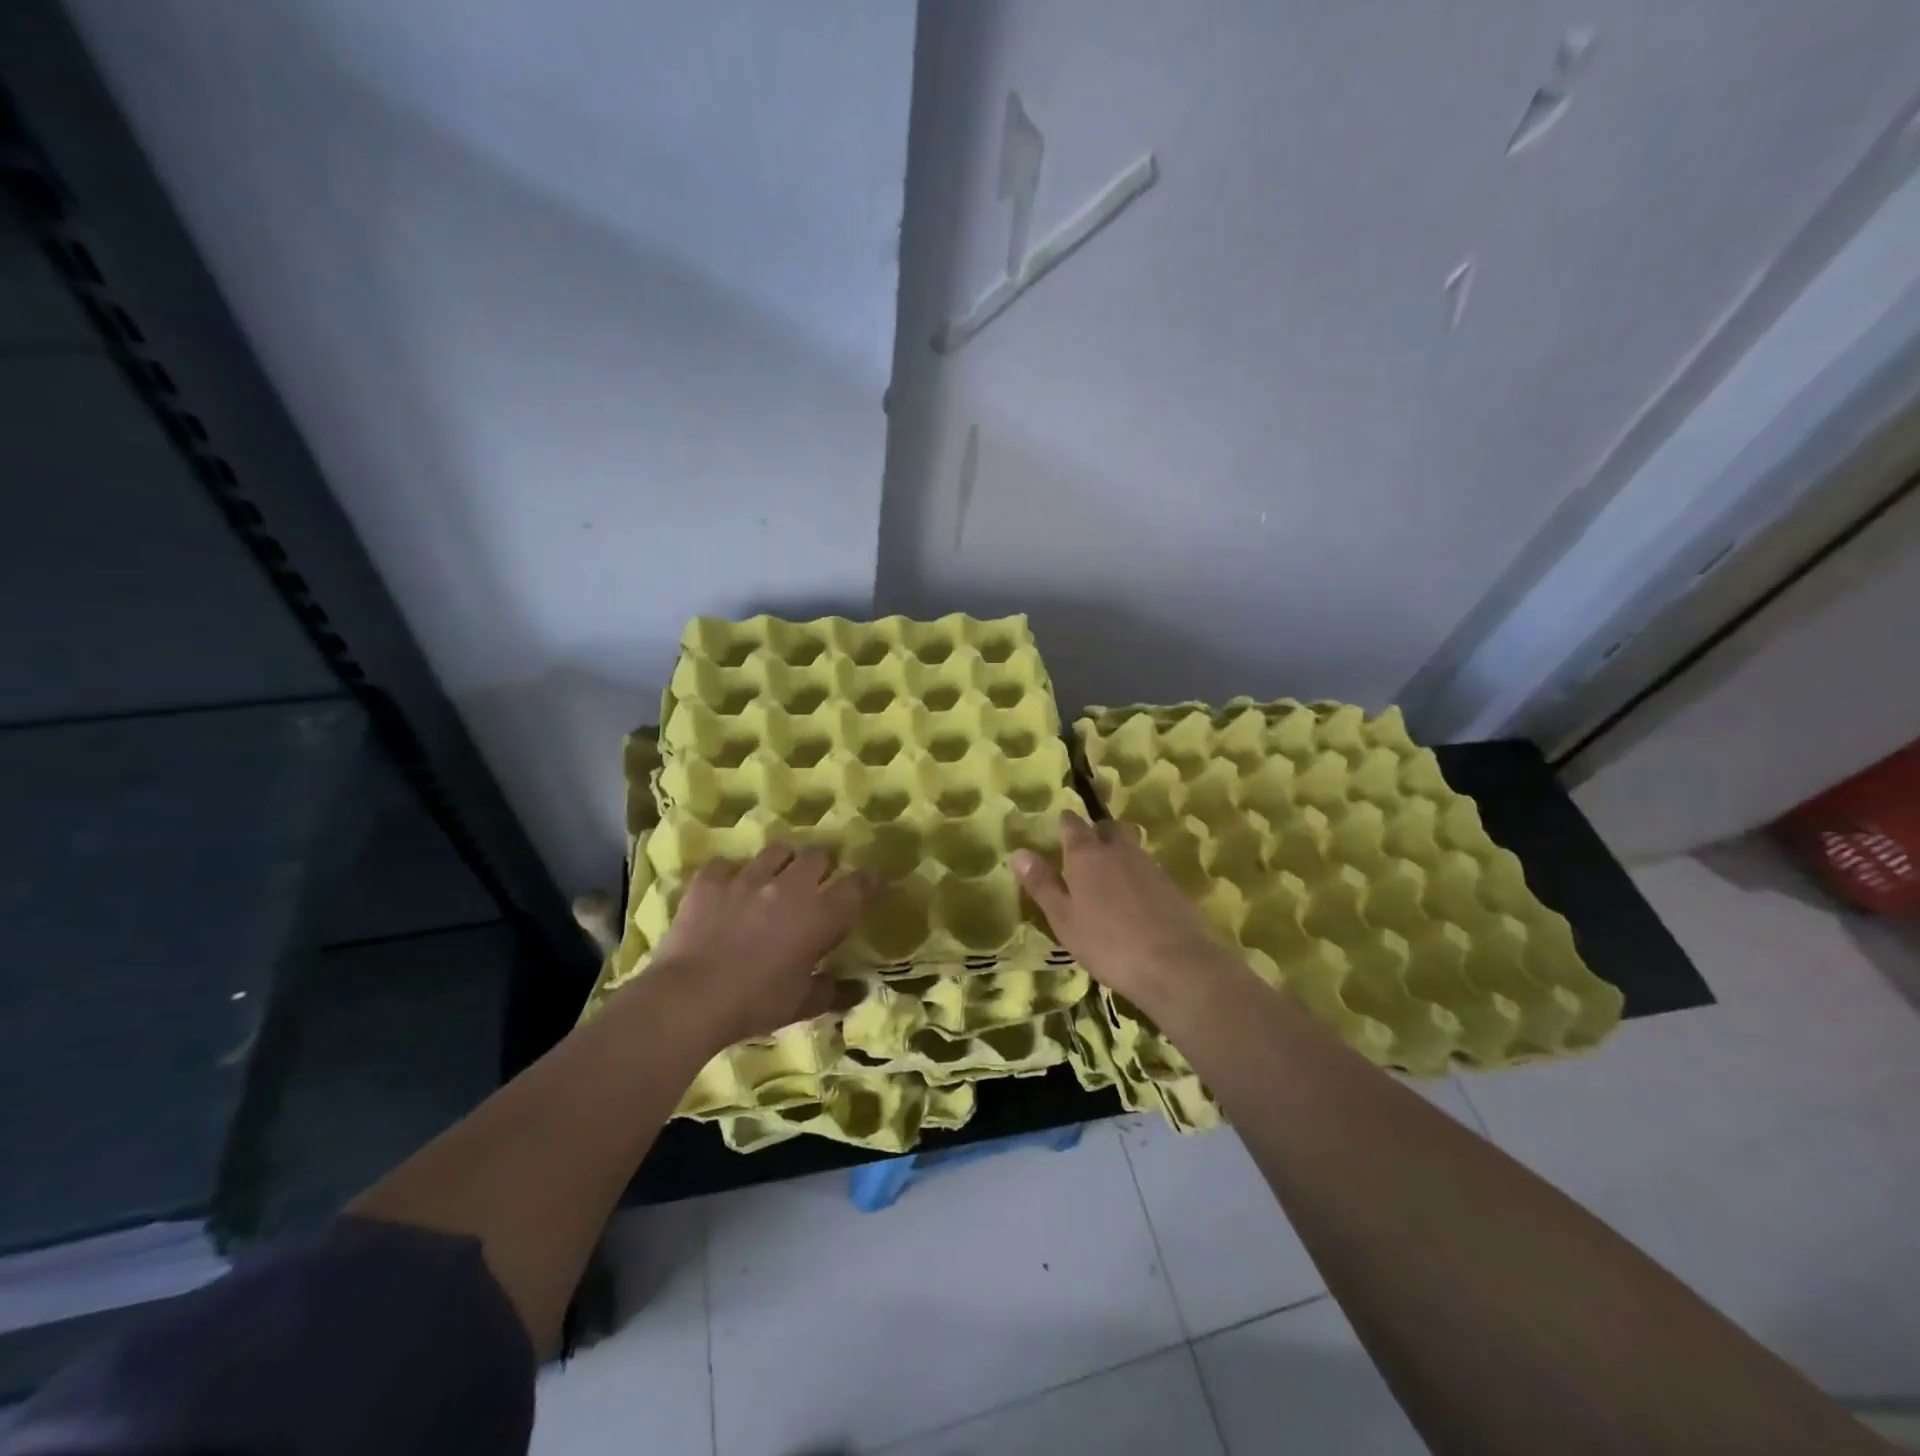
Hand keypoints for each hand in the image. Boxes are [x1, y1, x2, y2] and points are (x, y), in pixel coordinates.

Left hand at [641, 844, 873, 1050]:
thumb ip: (833, 992)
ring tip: (776, 878)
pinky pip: (726, 865)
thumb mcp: (801, 1005)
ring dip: (783, 861)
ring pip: (777, 850)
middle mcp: (790, 886)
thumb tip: (859, 989)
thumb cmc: (755, 1004)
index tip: (870, 883)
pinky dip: (731, 874)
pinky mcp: (711, 880)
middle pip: (818, 855)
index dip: (867, 881)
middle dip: (824, 864)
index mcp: (821, 915)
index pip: (857, 885)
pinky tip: (728, 890)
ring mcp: (748, 878)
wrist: (690, 998)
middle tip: (819, 881)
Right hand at [1013, 812, 1241, 1013]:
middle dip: (1096, 831)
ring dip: (1118, 852)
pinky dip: (1137, 874)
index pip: (1072, 825)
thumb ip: (1042, 884)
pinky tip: (1135, 899)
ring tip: (1109, 877)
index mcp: (1086, 855)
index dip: (1064, 823)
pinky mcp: (1171, 884)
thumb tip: (1018, 852)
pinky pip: (1148, 867)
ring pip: (1130, 846)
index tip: (1059, 826)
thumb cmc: (1107, 943)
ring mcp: (1149, 865)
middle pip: (1107, 827)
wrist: (1174, 964)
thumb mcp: (1063, 919)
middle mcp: (1118, 850)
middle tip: (1086, 849)